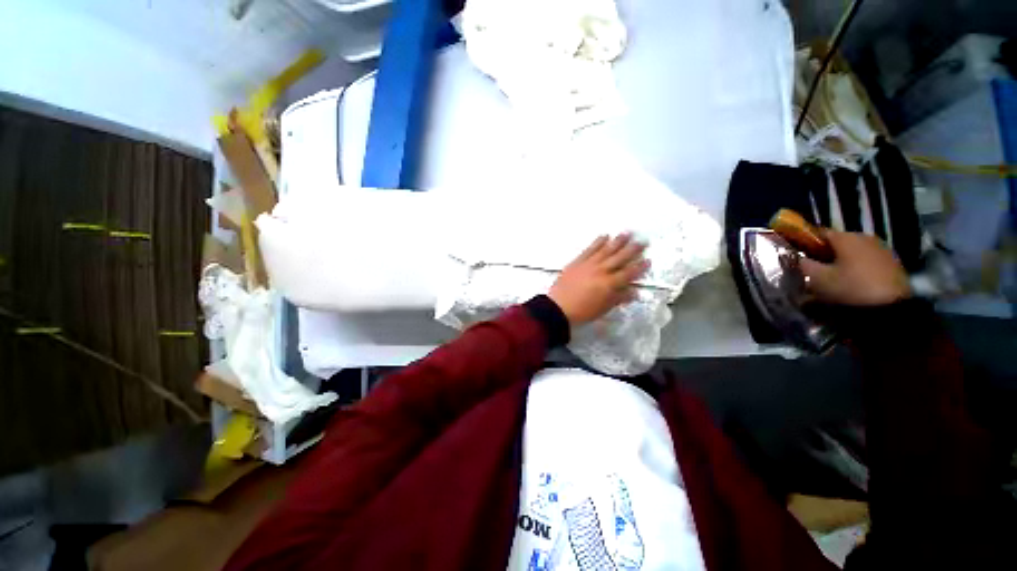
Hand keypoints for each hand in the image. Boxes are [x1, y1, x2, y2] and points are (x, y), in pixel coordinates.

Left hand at [549, 234, 648, 326]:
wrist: (558, 307)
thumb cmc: (582, 311)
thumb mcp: (603, 308)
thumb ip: (619, 298)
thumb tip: (634, 291)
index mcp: (609, 284)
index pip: (628, 273)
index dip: (639, 267)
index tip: (648, 260)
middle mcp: (601, 270)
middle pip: (619, 258)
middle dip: (632, 249)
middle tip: (642, 241)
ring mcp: (589, 264)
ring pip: (606, 250)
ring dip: (617, 241)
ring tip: (627, 233)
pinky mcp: (577, 261)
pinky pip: (590, 249)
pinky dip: (597, 242)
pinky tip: (604, 236)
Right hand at [800, 230, 909, 305]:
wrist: (891, 307)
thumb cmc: (849, 287)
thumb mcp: (817, 279)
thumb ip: (803, 265)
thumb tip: (797, 258)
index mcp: (845, 237)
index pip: (819, 233)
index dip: (806, 243)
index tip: (799, 256)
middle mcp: (864, 237)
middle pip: (838, 243)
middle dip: (825, 255)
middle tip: (815, 271)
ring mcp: (882, 249)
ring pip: (853, 253)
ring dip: (843, 263)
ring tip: (834, 280)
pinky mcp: (893, 263)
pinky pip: (867, 262)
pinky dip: (858, 270)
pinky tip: (853, 284)